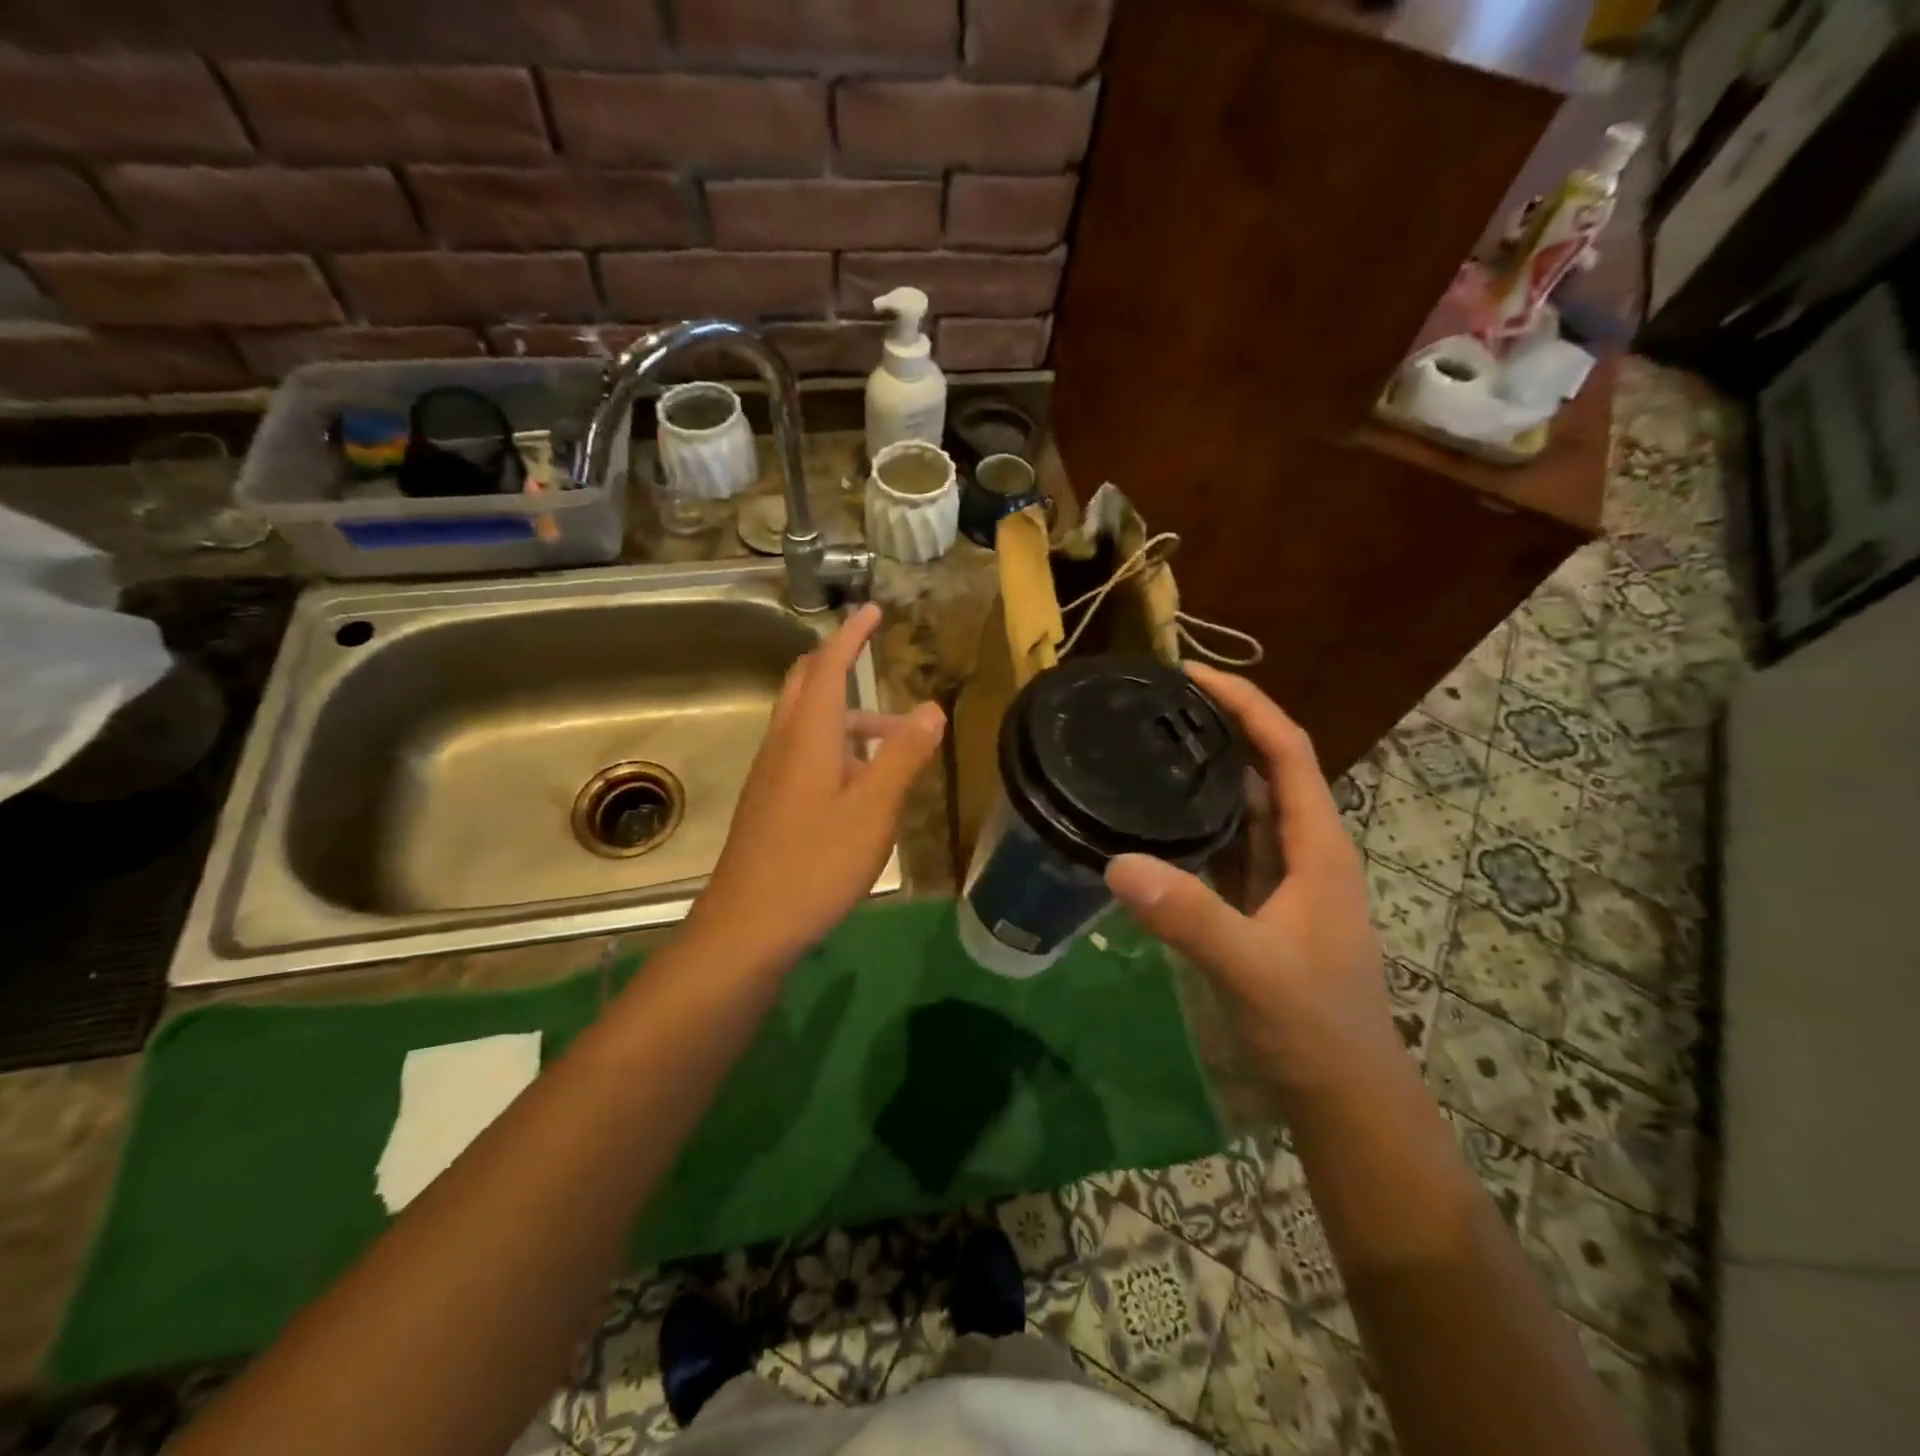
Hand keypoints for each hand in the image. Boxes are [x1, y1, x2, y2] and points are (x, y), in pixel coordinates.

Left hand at [690, 603, 943, 961]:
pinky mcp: (769, 804)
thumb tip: (932, 707)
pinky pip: (803, 754)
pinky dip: (835, 746)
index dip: (851, 635)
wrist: (747, 927)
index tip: (872, 609)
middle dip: (837, 662)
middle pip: (804, 685)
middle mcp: (782, 745)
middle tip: (871, 652)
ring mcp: (771, 776)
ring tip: (896, 739)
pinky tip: (861, 783)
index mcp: (807, 736)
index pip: (827, 667)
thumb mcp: (873, 810)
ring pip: (807, 723)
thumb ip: (903, 756)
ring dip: (847, 715)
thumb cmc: (815, 863)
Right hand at [1104, 663, 1403, 1104]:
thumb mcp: (1252, 969)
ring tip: (1150, 744)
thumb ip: (1189, 916)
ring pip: (1245, 806)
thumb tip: (1117, 863)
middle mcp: (1304, 850)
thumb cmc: (1313, 1026)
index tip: (1193, 674)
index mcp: (1317, 847)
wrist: (1341, 1095)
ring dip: (1207, 771)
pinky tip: (1156, 817)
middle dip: (1221, 726)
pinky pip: (1227, 844)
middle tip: (1157, 703)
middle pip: (1266, 767)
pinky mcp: (1260, 904)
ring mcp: (1283, 879)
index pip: (1288, 751)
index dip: (1247, 704)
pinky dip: (1197, 820)